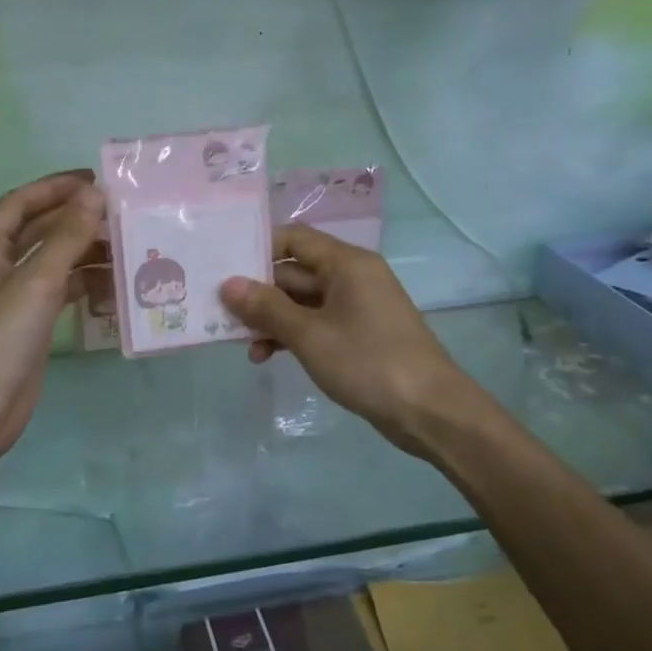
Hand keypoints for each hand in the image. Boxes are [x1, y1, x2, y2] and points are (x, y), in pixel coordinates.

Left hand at [0, 171, 105, 459]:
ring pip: (50, 262)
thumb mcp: (35, 282)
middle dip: (74, 218)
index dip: (56, 187)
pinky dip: (81, 284)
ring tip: (123, 246)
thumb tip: (95, 194)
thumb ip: (67, 236)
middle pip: (37, 230)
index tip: (96, 180)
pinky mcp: (24, 326)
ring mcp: (8, 299)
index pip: (20, 203)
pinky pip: (56, 292)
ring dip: (82, 251)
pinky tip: (111, 285)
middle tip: (118, 213)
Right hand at [221, 225, 476, 457]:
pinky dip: (293, 335)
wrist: (431, 411)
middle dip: (259, 292)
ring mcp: (358, 306)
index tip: (223, 267)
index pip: (293, 239)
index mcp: (345, 263)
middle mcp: (352, 276)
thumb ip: (267, 308)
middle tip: (220, 312)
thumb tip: (228, 284)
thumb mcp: (309, 335)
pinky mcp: (360, 334)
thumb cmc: (368, 362)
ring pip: (303, 301)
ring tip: (242, 343)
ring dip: (273, 319)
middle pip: (295, 272)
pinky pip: (317, 323)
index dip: (258, 249)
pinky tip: (268, 356)